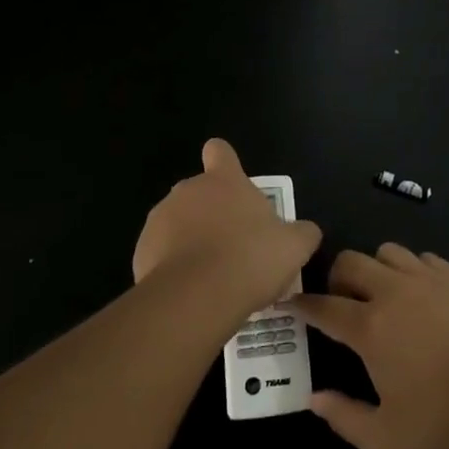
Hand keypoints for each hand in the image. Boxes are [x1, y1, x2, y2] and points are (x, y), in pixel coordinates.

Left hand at [133, 140, 322, 315]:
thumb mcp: (293, 247)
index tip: (232, 183)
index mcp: (224, 180)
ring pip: (178, 224)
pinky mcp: (141, 251)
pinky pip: (160, 253)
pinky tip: (190, 292)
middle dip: (213, 214)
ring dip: (191, 241)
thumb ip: (302, 233)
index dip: (225, 162)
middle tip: (234, 247)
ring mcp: (160, 219)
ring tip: (212, 276)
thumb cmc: (251, 259)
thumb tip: (307, 231)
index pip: (220, 151)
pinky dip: (173, 268)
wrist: (196, 297)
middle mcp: (188, 190)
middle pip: (200, 193)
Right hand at [293, 244, 448, 448]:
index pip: (324, 306)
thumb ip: (344, 418)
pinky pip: (422, 257)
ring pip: (386, 251)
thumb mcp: (388, 439)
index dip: (302, 304)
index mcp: (371, 328)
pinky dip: (411, 269)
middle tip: (340, 303)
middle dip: (335, 278)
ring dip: (374, 268)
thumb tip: (313, 398)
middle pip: (350, 262)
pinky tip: (420, 294)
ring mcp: (427, 279)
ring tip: (381, 295)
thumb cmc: (447, 422)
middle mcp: (393, 292)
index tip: (290, 302)